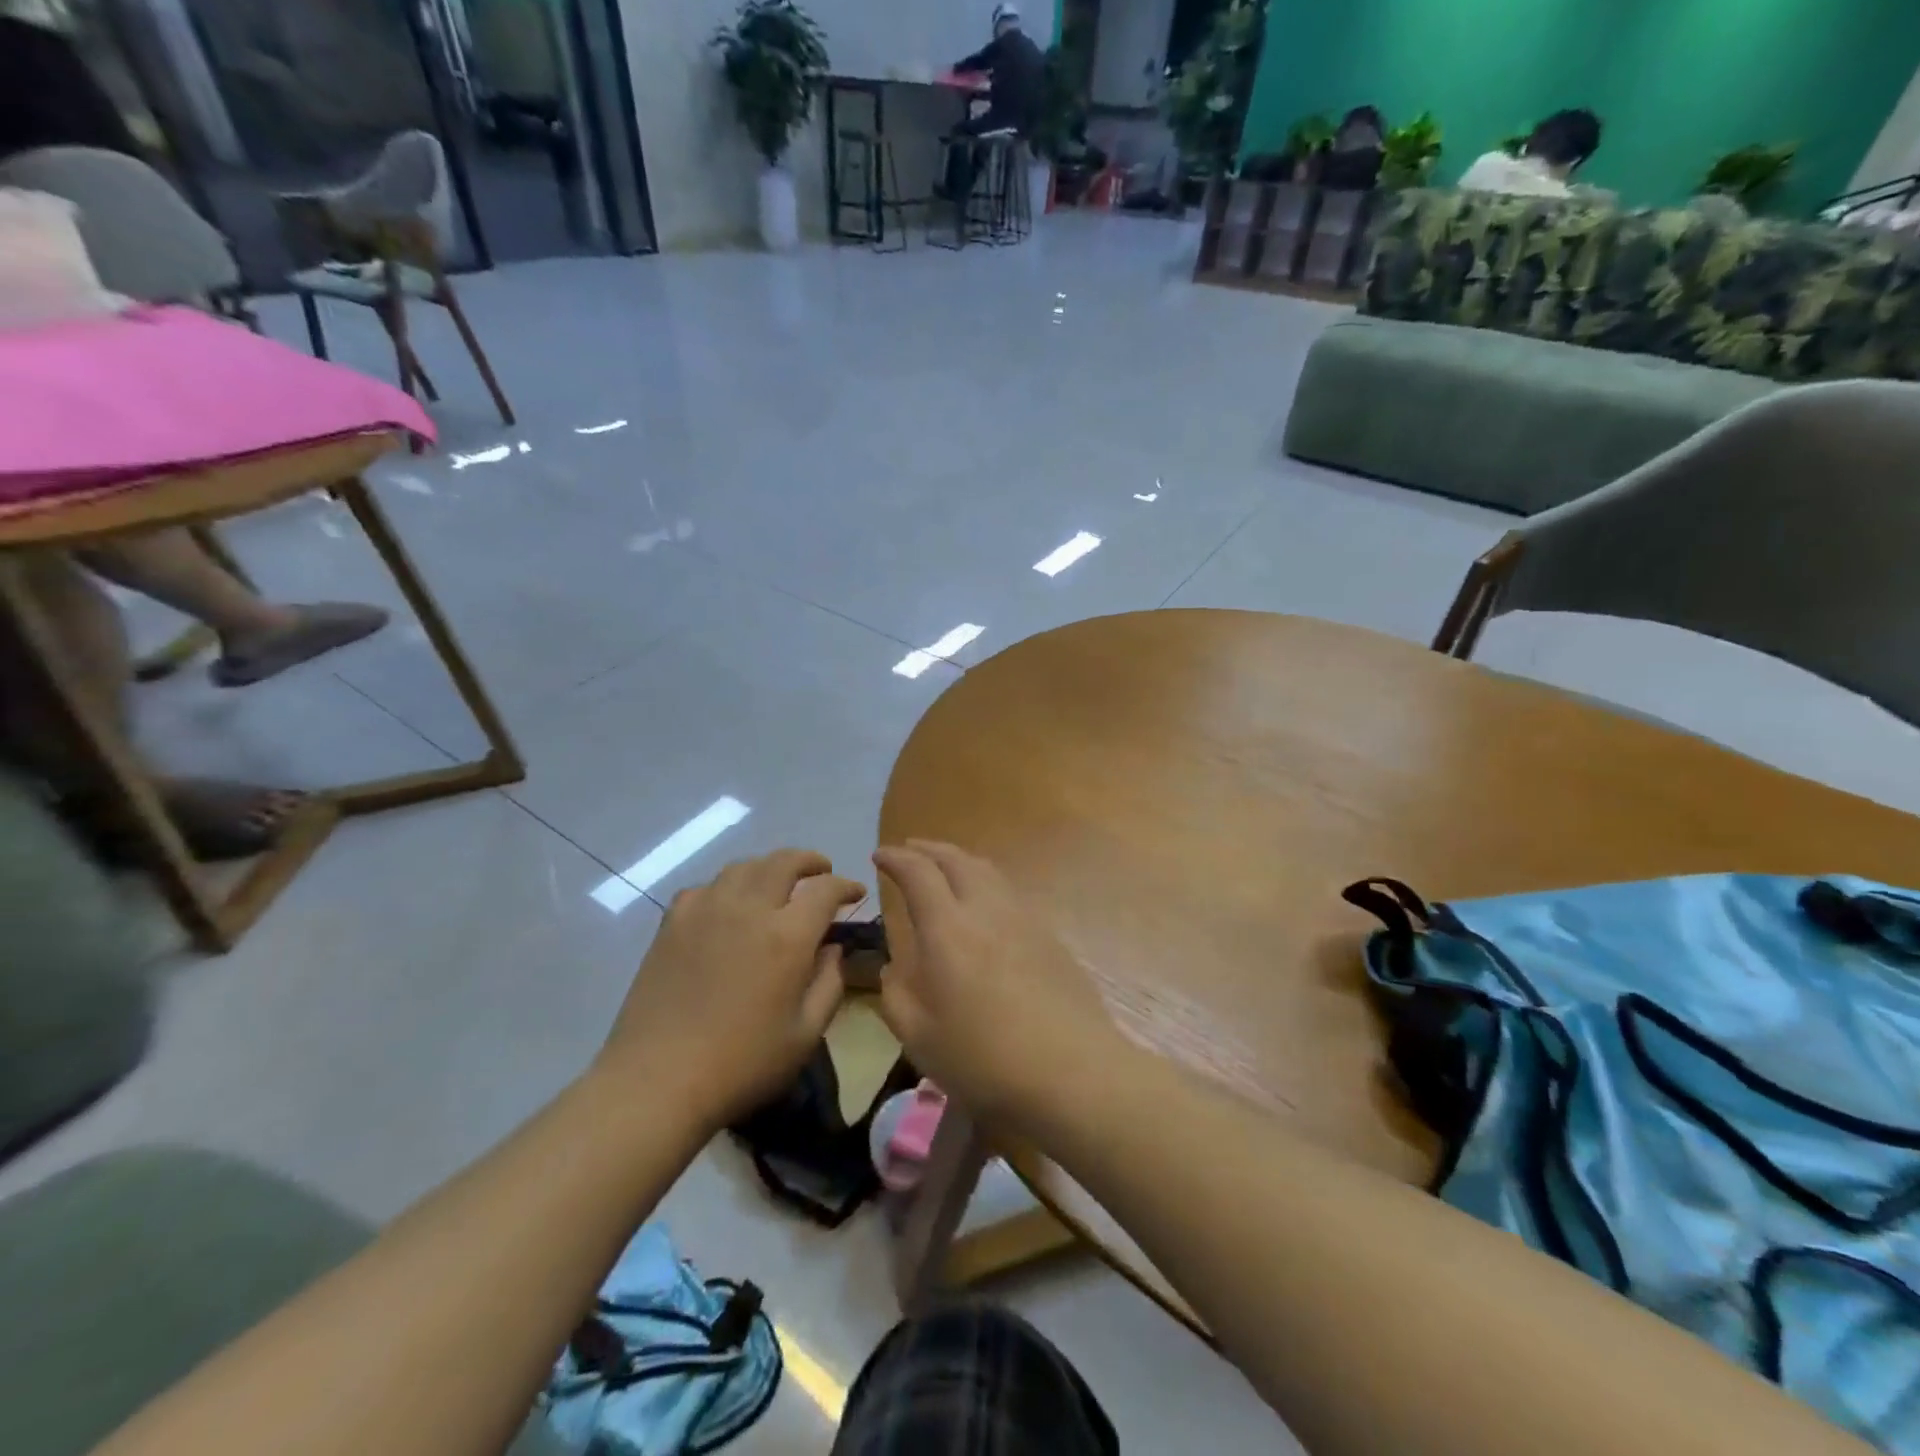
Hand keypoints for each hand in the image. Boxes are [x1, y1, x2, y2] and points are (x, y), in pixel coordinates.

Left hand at [597, 849, 863, 1127]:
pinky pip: (706, 887)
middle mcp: (748, 909)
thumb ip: (829, 983)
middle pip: (784, 861)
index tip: (855, 893)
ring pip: (744, 866)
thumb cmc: (742, 1064)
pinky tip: (728, 906)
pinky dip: (727, 887)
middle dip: (810, 861)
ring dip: (769, 867)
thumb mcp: (806, 1035)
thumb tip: (832, 948)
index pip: (825, 889)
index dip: (845, 885)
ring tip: (778, 883)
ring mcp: (705, 910)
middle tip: (822, 871)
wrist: (657, 1081)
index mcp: (787, 936)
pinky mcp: (672, 923)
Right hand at [872, 840, 1122, 1121]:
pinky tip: (984, 904)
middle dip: (928, 849)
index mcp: (947, 928)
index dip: (895, 858)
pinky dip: (985, 882)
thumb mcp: (918, 1035)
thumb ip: (896, 992)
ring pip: (987, 870)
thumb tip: (895, 966)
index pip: (918, 873)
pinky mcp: (1049, 935)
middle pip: (956, 859)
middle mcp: (986, 909)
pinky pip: (1008, 892)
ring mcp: (1023, 918)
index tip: (879, 855)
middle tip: (909, 850)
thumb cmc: (984, 1057)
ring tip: (945, 868)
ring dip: (959, 860)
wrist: (1071, 1070)